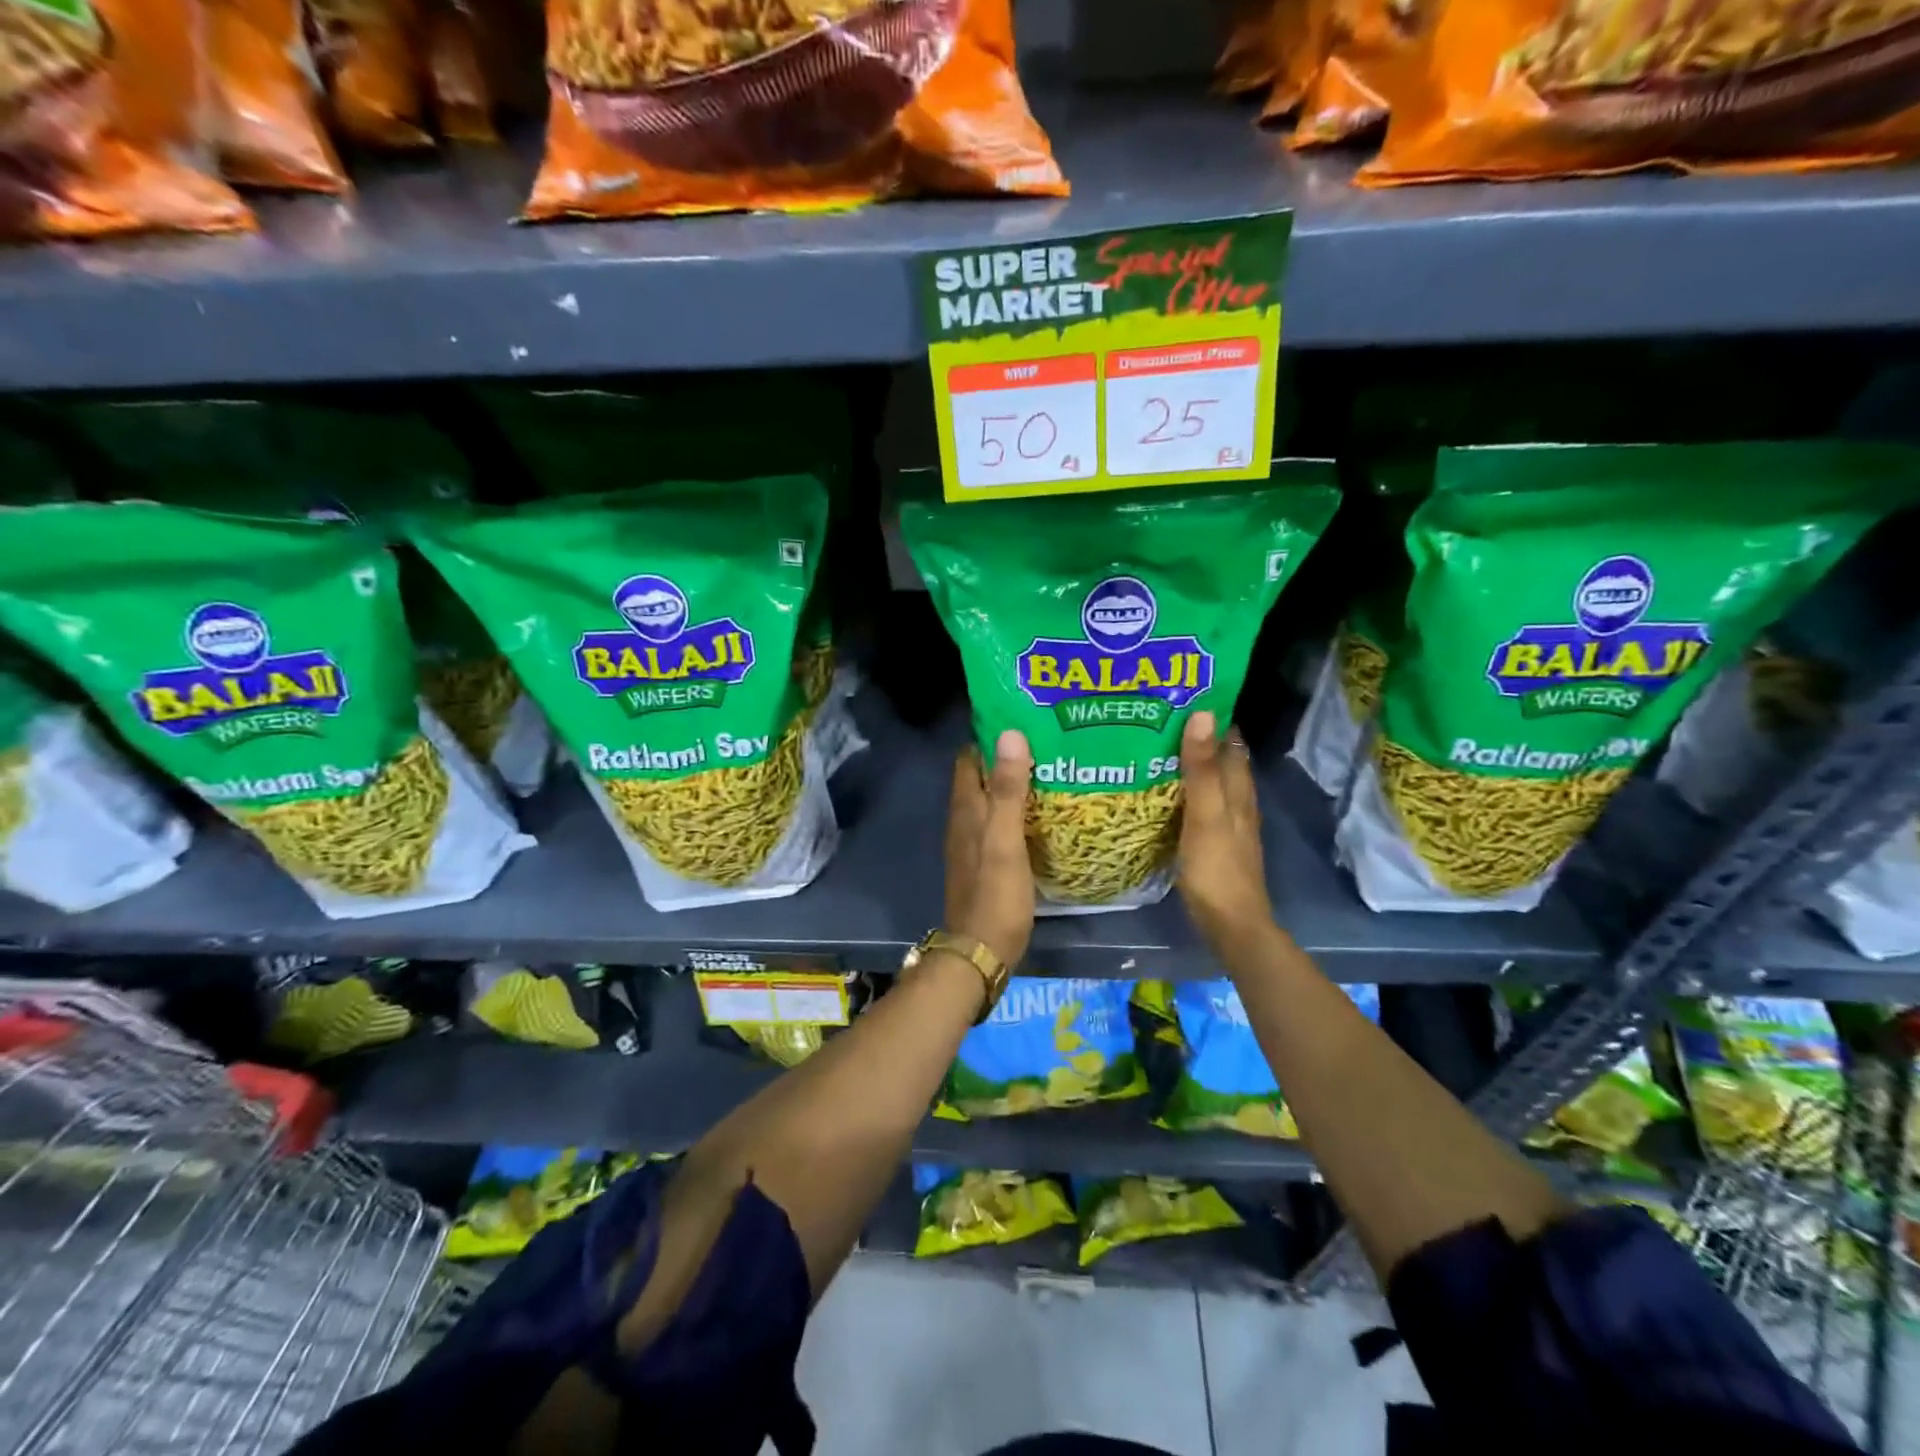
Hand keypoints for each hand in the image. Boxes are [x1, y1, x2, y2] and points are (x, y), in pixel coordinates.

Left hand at [944, 729, 1035, 969]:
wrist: (981, 950)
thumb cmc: (995, 894)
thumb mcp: (1005, 839)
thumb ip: (1008, 790)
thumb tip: (1010, 734)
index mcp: (966, 809)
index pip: (970, 758)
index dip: (989, 737)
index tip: (1021, 720)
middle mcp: (964, 821)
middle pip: (980, 777)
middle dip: (1006, 757)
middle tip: (1045, 741)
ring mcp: (973, 843)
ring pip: (990, 801)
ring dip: (1012, 784)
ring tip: (1050, 769)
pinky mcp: (985, 862)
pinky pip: (999, 824)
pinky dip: (1016, 811)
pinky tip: (1041, 813)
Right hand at [1176, 711, 1271, 952]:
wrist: (1230, 924)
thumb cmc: (1217, 868)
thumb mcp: (1206, 814)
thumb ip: (1201, 769)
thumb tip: (1203, 714)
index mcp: (1239, 790)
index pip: (1231, 742)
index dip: (1213, 718)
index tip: (1181, 697)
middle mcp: (1237, 802)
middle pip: (1220, 760)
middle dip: (1197, 738)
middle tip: (1158, 718)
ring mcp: (1227, 824)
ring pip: (1210, 783)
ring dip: (1190, 764)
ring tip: (1154, 747)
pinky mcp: (1213, 842)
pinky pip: (1199, 805)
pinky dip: (1184, 791)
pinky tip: (1161, 792)